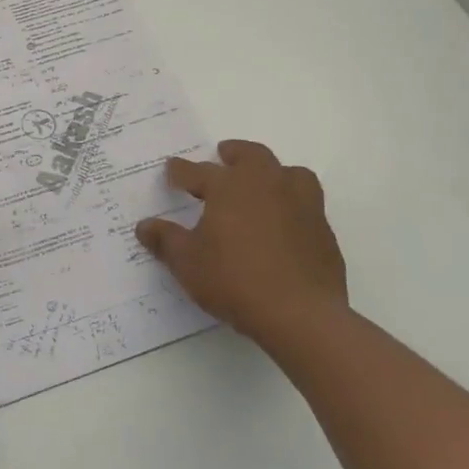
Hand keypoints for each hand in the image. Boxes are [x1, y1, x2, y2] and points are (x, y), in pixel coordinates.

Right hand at [135, 140, 347, 345]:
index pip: (198, 171)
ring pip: (290, 174)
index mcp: (230, 186)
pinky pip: (306, 206)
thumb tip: (145, 226)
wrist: (301, 315)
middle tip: (223, 156)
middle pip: (252, 156)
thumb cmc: (234, 279)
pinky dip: (291, 206)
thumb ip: (166, 240)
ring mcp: (302, 206)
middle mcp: (268, 185)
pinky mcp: (323, 232)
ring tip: (262, 185)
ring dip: (273, 174)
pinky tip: (282, 225)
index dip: (180, 171)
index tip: (171, 169)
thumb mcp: (187, 262)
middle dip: (234, 154)